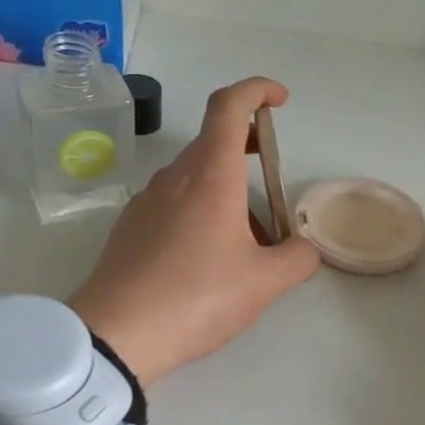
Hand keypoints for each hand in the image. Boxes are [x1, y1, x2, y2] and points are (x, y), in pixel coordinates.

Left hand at [70, 76, 320, 384]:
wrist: (118, 334)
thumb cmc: (198, 297)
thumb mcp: (263, 283)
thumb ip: (296, 260)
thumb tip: (306, 250)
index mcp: (210, 177)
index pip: (229, 106)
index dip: (256, 91)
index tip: (279, 101)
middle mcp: (174, 178)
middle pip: (213, 141)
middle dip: (248, 149)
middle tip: (272, 180)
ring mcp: (146, 202)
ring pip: (194, 179)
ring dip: (227, 192)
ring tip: (249, 244)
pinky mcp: (130, 229)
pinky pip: (173, 205)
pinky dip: (200, 214)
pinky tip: (208, 261)